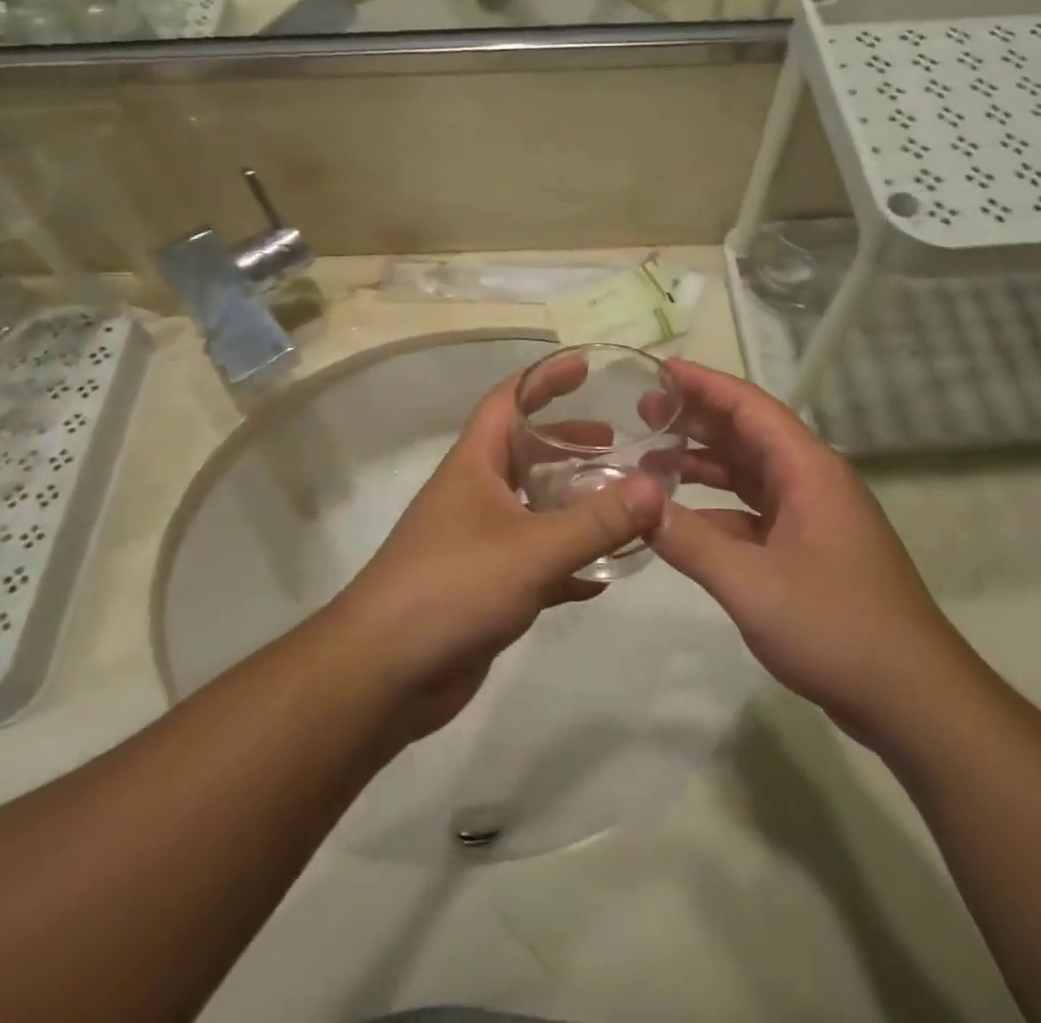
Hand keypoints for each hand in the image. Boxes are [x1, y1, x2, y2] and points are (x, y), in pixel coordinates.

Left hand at [325, 370, 665, 737]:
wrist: (385, 673)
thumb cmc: (453, 587)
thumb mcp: (533, 549)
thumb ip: (596, 521)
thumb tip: (655, 488)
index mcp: (474, 465)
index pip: (508, 401)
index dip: (544, 379)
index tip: (584, 366)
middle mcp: (474, 494)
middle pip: (525, 453)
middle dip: (568, 444)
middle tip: (616, 445)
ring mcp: (477, 541)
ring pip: (532, 508)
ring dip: (572, 503)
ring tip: (618, 503)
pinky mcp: (484, 586)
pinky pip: (534, 561)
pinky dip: (567, 561)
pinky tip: (602, 576)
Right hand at [647, 360, 970, 752]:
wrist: (914, 699)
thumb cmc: (837, 628)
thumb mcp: (752, 584)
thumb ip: (689, 541)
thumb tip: (634, 502)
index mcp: (808, 471)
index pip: (750, 407)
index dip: (704, 384)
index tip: (658, 371)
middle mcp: (812, 482)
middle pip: (748, 434)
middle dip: (697, 420)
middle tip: (643, 413)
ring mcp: (812, 518)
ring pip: (750, 474)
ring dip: (704, 464)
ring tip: (652, 459)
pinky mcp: (809, 551)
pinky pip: (754, 513)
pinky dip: (717, 509)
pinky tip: (682, 519)